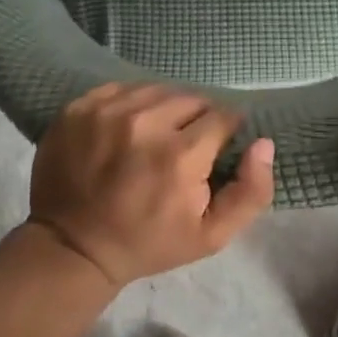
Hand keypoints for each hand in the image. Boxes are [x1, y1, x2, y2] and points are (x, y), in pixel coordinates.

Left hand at [28, 84, 275, 288]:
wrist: (73, 247)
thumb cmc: (149, 243)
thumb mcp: (212, 235)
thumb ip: (251, 191)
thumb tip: (264, 143)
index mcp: (180, 155)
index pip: (223, 116)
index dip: (225, 131)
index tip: (216, 148)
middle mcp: (144, 123)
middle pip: (191, 98)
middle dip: (197, 119)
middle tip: (186, 145)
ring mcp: (107, 111)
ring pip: (157, 89)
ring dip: (165, 108)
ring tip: (157, 134)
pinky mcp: (79, 107)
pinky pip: (122, 88)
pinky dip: (132, 103)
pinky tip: (128, 127)